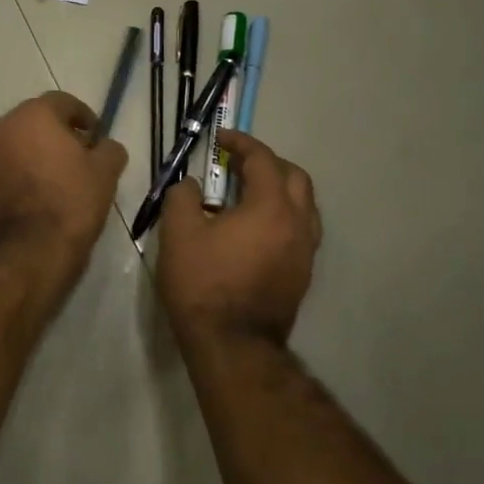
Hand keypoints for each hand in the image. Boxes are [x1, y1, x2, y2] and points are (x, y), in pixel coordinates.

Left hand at [0, 91, 127, 278]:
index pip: (64, 102)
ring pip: (19, 144)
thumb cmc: (70, 202)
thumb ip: (109, 149)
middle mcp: (2, 126)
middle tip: (81, 156)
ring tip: (61, 178)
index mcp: (33, 115)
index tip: (97, 138)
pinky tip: (40, 194)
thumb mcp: (105, 172)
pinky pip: (6, 167)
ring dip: (38, 153)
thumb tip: (105, 146)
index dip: (85, 118)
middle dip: (59, 134)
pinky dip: (23, 172)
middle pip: (37, 121)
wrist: (26, 252)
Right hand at [155, 130, 320, 348]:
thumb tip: (191, 185)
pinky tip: (257, 228)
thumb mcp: (178, 233)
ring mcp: (305, 251)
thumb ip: (183, 197)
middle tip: (238, 164)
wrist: (232, 345)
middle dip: (267, 163)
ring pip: (304, 204)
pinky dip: (283, 215)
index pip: (263, 160)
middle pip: (294, 177)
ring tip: (249, 194)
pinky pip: (301, 229)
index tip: (221, 139)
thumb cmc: (203, 284)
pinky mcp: (303, 274)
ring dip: (280, 189)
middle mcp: (297, 224)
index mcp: (270, 207)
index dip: (242, 143)